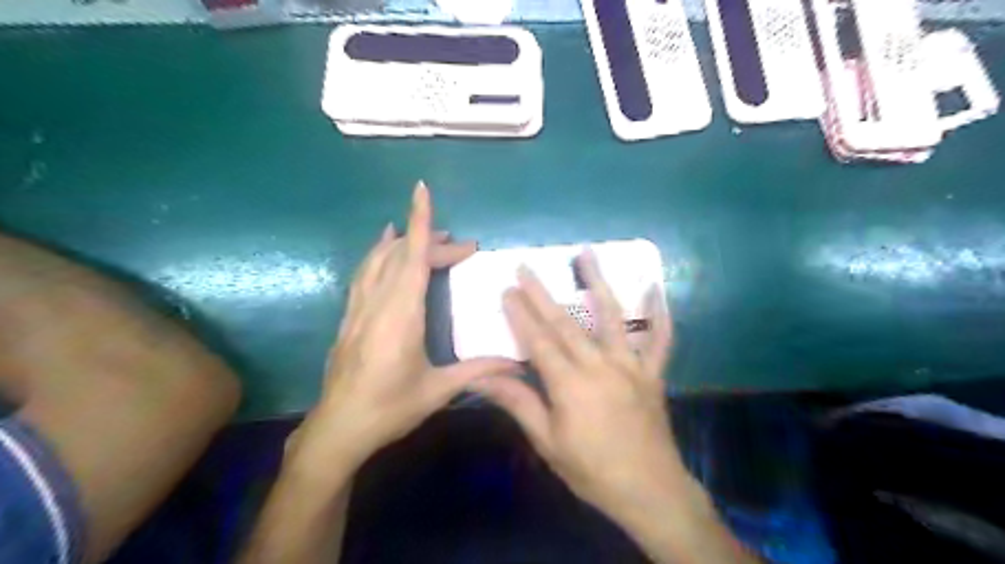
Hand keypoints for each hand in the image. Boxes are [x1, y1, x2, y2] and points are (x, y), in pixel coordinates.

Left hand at [290, 184, 522, 474]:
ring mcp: (359, 308)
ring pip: (377, 260)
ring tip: (421, 233)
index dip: (420, 222)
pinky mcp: (349, 318)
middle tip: (462, 248)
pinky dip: (377, 255)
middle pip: (402, 256)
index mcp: (402, 314)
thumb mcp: (438, 390)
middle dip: (431, 241)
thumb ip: (478, 370)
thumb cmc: (390, 407)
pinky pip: (364, 274)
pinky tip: (383, 251)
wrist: (338, 428)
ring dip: (401, 242)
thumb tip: (517, 364)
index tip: (422, 190)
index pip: (412, 257)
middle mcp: (378, 303)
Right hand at [468, 252, 686, 522]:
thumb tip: (482, 379)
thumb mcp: (548, 442)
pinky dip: (659, 312)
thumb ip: (518, 404)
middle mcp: (600, 366)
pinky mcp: (652, 373)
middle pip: (566, 323)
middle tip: (527, 267)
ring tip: (587, 254)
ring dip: (598, 282)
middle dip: (542, 294)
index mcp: (570, 385)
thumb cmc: (592, 470)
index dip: (520, 315)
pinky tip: (655, 287)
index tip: (506, 290)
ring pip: (612, 316)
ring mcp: (630, 366)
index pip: (538, 341)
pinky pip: (659, 339)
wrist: (649, 492)